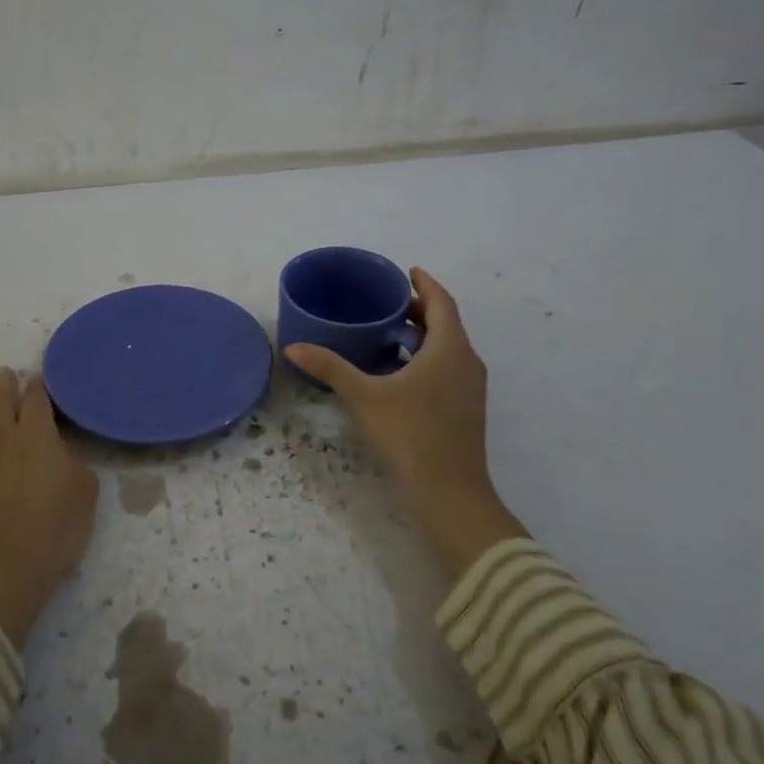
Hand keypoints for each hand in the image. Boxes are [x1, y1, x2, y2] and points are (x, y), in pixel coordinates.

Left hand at [0, 367, 99, 647]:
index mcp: (38, 436)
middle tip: (0, 370)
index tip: (37, 378)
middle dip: (1, 384)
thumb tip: (62, 454)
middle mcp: (1, 439)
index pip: (37, 401)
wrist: (2, 569)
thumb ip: (75, 465)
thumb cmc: (53, 532)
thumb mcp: (85, 494)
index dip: (37, 387)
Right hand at [283, 268, 525, 578]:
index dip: (425, 284)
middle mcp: (467, 361)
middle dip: (419, 308)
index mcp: (450, 349)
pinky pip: (449, 367)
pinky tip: (399, 370)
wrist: (450, 492)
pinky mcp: (466, 407)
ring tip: (389, 330)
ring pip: (449, 347)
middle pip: (446, 323)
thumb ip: (330, 368)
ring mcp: (470, 386)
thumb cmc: (410, 434)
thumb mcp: (365, 397)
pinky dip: (427, 356)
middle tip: (387, 301)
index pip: (442, 302)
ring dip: (424, 334)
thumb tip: (293, 347)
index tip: (407, 271)